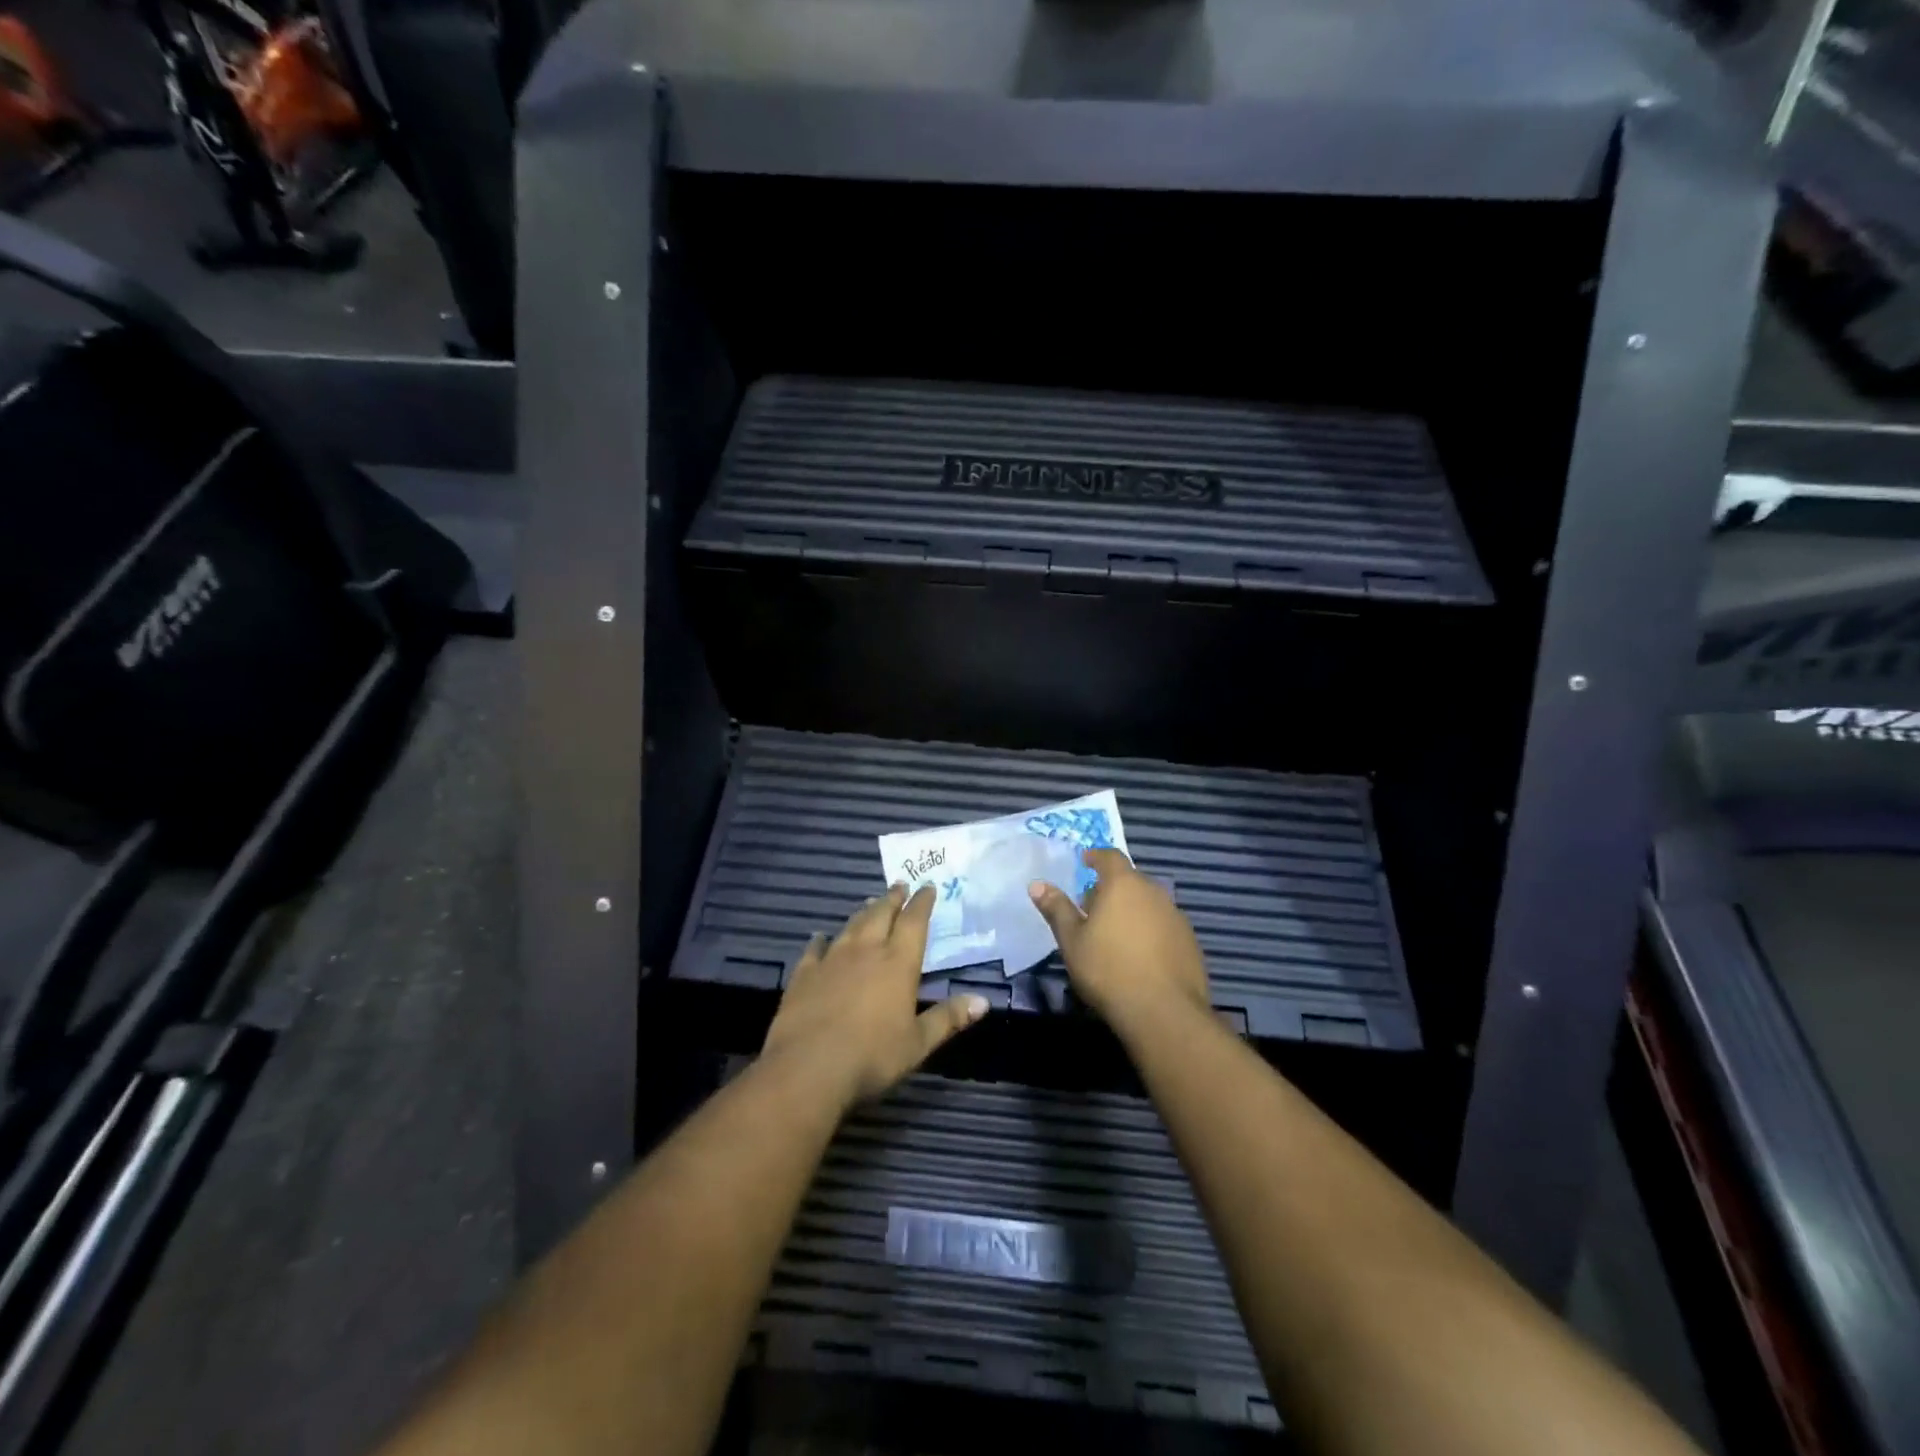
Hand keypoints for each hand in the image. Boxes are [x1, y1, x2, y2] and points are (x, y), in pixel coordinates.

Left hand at [762, 882, 989, 1107]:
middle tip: (899, 884)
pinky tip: (820, 936)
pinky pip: (814, 949)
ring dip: (863, 912)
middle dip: (893, 898)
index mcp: (898, 963)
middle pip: (881, 915)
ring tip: (870, 902)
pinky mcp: (804, 974)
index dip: (922, 903)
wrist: (808, 1068)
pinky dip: (820, 940)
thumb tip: (983, 1001)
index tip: (928, 887)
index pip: (914, 922)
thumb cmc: (872, 1056)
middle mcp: (866, 951)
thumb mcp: (918, 1043)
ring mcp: (832, 959)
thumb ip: (948, 1018)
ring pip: (851, 926)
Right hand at [1029, 849, 1210, 1031]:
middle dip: (1111, 888)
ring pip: (1148, 903)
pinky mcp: (1190, 942)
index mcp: (1123, 884)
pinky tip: (1139, 955)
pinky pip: (1163, 925)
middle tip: (1092, 906)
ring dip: (1132, 910)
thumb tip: (1037, 884)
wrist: (1164, 1012)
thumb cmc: (1107, 969)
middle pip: (1130, 880)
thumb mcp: (1072, 940)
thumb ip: (1057, 909)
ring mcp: (1176, 916)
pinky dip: (1149, 931)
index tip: (1084, 862)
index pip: (1110, 856)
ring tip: (1114, 933)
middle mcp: (1153, 892)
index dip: (1095, 857)